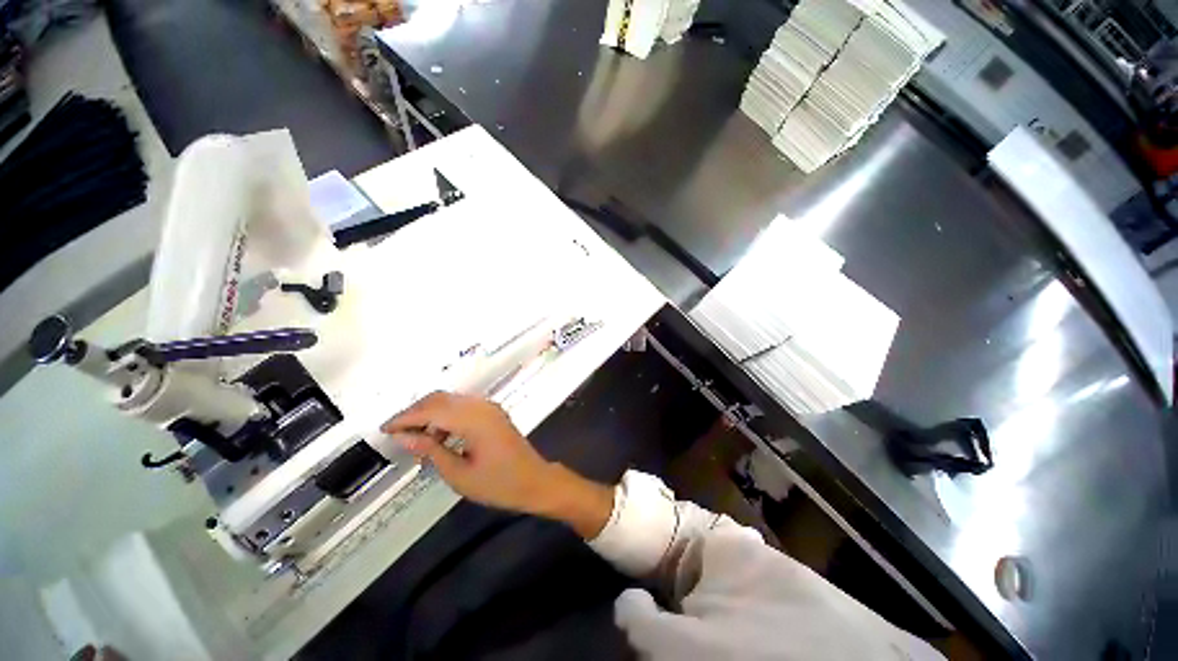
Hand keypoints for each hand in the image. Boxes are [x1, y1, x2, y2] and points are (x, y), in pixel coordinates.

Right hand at [381, 392, 613, 536]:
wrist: (534, 480)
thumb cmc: (498, 484)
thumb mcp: (459, 474)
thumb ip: (431, 451)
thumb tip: (405, 437)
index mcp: (474, 420)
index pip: (431, 410)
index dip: (405, 418)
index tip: (384, 430)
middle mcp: (481, 406)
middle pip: (441, 399)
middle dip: (416, 412)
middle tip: (397, 433)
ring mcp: (489, 407)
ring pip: (451, 401)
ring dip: (431, 413)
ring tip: (415, 439)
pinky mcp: (493, 412)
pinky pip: (463, 407)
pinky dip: (446, 416)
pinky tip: (439, 437)